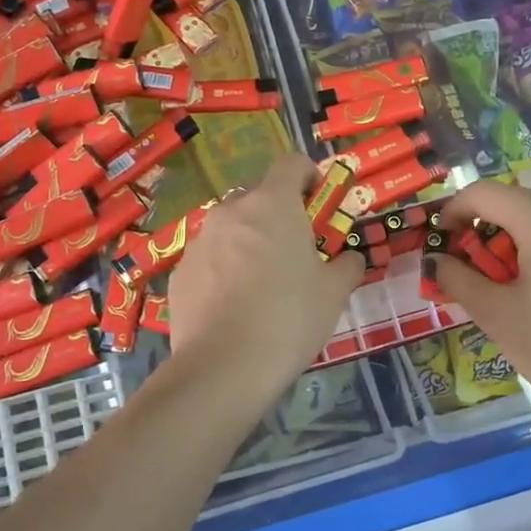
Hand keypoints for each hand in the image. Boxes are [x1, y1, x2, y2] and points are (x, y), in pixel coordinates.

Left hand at [168, 154, 362, 395]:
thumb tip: (350, 258)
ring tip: (262, 284)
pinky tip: (234, 307)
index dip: (309, 176)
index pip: (291, 163)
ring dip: (249, 242)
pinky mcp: (180, 271)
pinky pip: (210, 258)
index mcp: (273, 204)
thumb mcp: (333, 292)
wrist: (224, 366)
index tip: (319, 203)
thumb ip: (346, 265)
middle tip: (295, 251)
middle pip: (259, 196)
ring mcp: (200, 240)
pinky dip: (224, 269)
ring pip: (231, 228)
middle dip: (278, 215)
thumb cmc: (289, 318)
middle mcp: (232, 211)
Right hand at [432, 181, 530, 430]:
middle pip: (515, 201)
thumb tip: (436, 260)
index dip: (453, 209)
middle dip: (481, 225)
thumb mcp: (495, 314)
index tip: (440, 242)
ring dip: (510, 238)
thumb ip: (458, 278)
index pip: (486, 193)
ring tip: (498, 281)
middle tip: (465, 265)